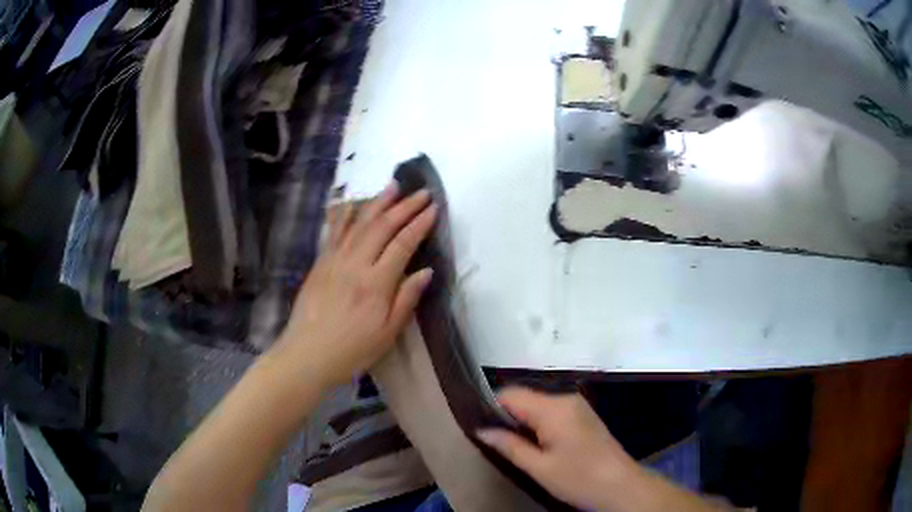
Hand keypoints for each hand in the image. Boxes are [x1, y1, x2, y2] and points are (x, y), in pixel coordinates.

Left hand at [275, 181, 437, 386]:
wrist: (307, 354)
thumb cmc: (352, 350)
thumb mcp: (387, 333)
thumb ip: (407, 299)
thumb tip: (426, 271)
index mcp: (376, 283)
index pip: (402, 244)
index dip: (420, 224)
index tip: (433, 209)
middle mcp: (355, 264)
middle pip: (382, 227)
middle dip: (404, 206)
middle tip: (421, 192)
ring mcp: (334, 260)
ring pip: (359, 223)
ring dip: (378, 202)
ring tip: (393, 185)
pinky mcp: (320, 263)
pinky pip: (334, 232)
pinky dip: (344, 214)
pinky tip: (351, 203)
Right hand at [476, 388, 638, 510]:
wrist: (621, 485)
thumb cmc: (578, 478)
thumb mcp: (539, 467)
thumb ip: (509, 445)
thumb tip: (481, 430)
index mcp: (553, 408)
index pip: (510, 393)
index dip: (491, 407)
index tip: (481, 427)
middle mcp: (566, 398)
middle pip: (525, 397)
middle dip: (508, 416)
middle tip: (496, 442)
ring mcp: (577, 405)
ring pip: (538, 404)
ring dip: (523, 421)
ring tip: (515, 446)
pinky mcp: (583, 415)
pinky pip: (552, 411)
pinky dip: (539, 423)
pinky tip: (538, 444)